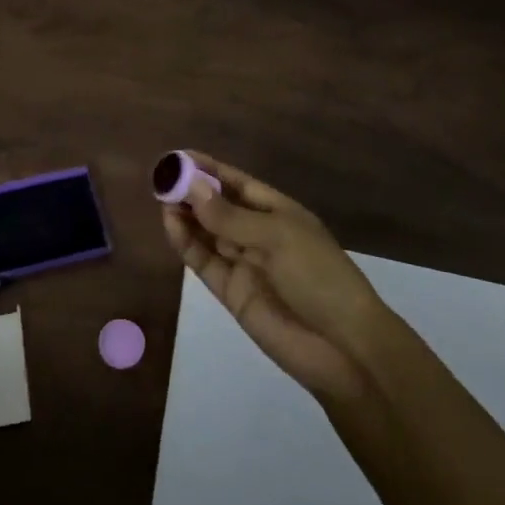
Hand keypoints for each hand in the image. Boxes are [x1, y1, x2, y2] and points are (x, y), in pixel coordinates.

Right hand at [161, 150, 389, 402]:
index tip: (180, 157)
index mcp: (279, 212)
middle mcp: (259, 234)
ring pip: (208, 233)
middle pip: (220, 208)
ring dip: (186, 216)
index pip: (239, 184)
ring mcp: (245, 264)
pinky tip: (171, 225)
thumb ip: (231, 216)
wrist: (343, 347)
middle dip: (192, 193)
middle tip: (161, 179)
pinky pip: (204, 262)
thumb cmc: (318, 276)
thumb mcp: (277, 237)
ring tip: (161, 199)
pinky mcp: (232, 292)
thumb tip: (192, 187)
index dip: (210, 170)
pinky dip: (187, 244)